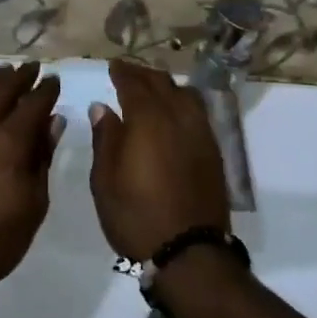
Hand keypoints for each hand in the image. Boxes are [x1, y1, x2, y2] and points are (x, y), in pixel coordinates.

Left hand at [0, 61, 63, 286]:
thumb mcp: (33, 205)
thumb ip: (42, 158)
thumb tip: (52, 122)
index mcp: (10, 140)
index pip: (34, 103)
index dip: (46, 90)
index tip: (54, 81)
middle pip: (4, 87)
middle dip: (21, 75)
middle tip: (32, 68)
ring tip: (3, 72)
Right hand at [89, 58, 229, 261]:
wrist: (189, 252)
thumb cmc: (136, 215)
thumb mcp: (105, 180)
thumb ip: (105, 138)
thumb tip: (103, 107)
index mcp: (147, 120)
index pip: (134, 84)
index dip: (123, 72)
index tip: (113, 65)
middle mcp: (177, 118)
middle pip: (162, 84)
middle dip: (144, 74)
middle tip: (128, 72)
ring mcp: (200, 133)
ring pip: (185, 94)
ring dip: (167, 86)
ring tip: (154, 89)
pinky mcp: (214, 151)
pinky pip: (198, 113)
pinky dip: (183, 103)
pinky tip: (176, 113)